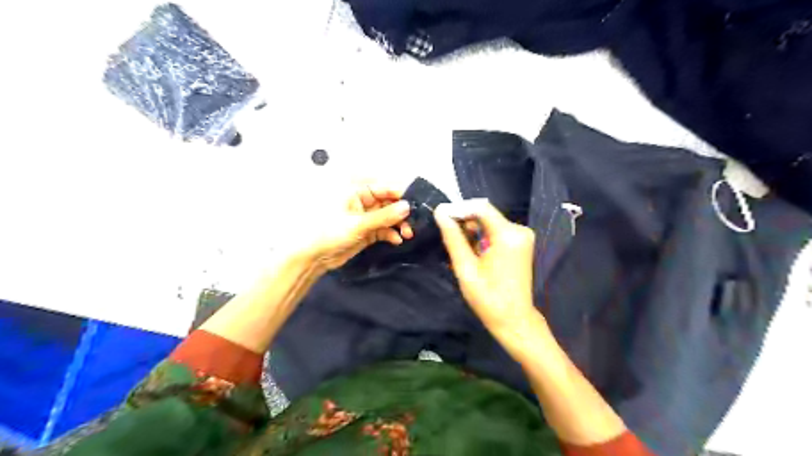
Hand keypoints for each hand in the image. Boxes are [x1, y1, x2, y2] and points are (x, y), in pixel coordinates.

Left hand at [301, 179, 412, 273]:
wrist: (314, 257)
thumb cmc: (329, 233)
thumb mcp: (358, 224)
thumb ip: (384, 216)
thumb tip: (407, 207)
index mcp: (357, 190)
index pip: (385, 187)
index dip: (402, 195)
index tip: (417, 205)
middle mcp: (363, 200)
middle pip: (390, 202)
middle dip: (402, 213)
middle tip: (413, 224)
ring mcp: (366, 216)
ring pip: (389, 216)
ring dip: (399, 224)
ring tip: (407, 234)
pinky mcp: (367, 230)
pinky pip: (384, 228)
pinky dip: (391, 233)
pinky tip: (396, 240)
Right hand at [434, 201, 537, 332]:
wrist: (514, 319)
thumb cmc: (488, 297)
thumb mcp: (465, 268)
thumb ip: (453, 238)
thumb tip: (440, 213)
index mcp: (508, 235)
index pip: (480, 207)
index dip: (458, 208)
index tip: (439, 214)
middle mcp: (519, 230)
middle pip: (486, 214)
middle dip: (464, 220)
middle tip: (446, 234)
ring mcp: (522, 236)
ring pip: (489, 222)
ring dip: (471, 230)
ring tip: (457, 246)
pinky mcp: (520, 243)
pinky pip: (496, 231)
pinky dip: (481, 236)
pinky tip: (471, 250)